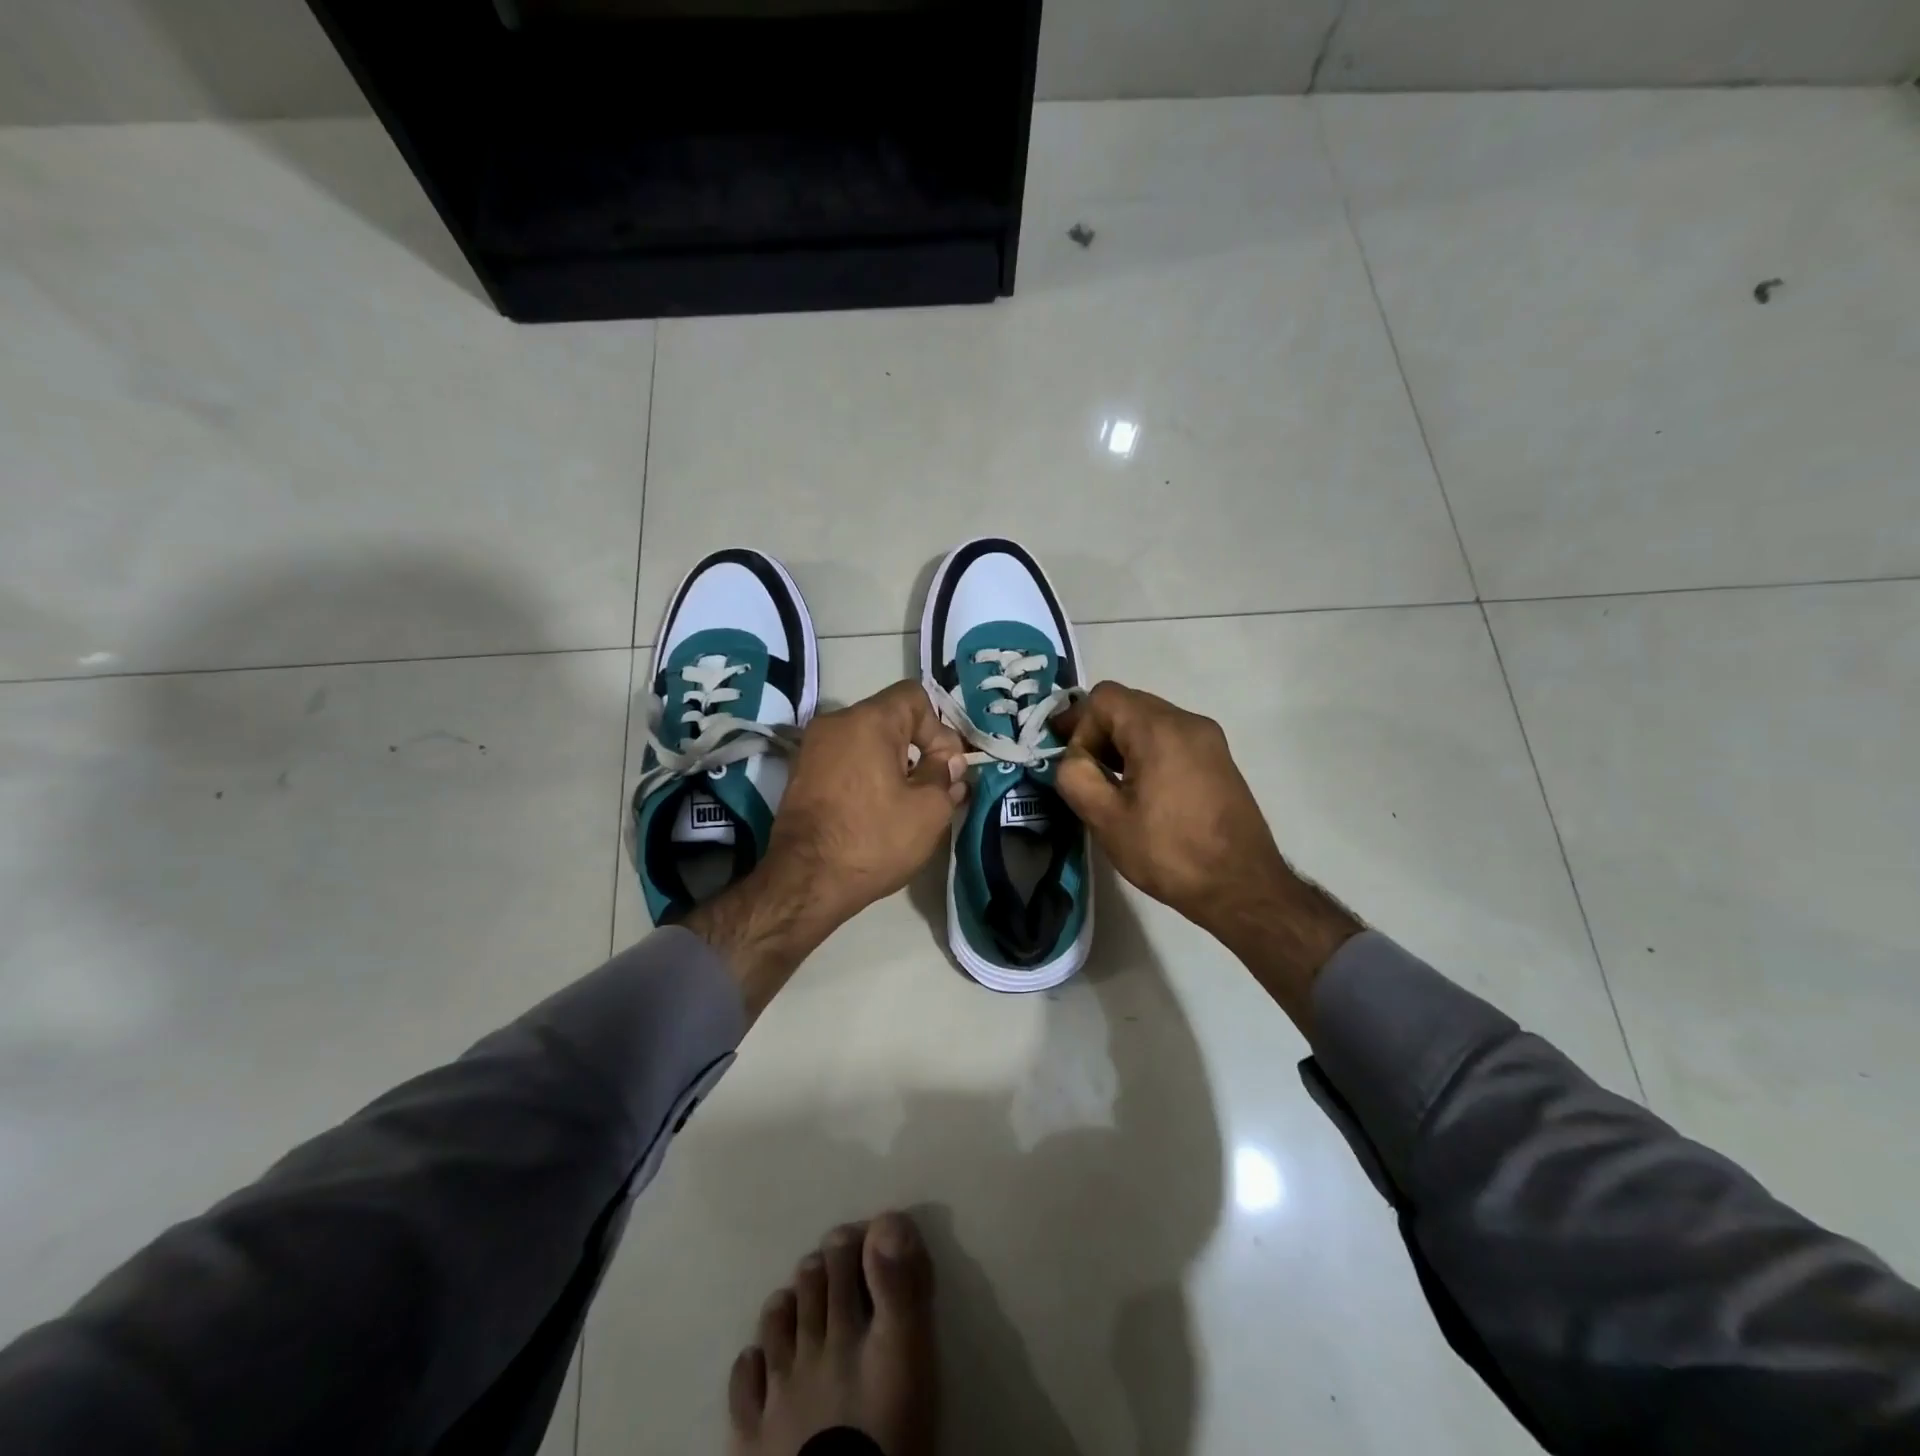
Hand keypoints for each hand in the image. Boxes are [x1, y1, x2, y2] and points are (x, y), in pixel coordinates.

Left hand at [767, 679, 968, 926]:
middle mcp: (836, 723)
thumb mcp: (929, 811)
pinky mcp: (802, 773)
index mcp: (869, 720)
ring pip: (867, 740)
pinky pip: (846, 759)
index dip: (939, 727)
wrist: (806, 880)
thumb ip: (945, 776)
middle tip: (935, 786)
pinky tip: (878, 809)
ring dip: (893, 762)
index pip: (914, 696)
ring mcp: (813, 748)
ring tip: (908, 801)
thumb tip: (948, 763)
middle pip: (890, 718)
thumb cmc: (874, 839)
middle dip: (919, 746)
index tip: (946, 767)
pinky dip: (867, 774)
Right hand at [1053, 682, 1286, 940]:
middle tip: (1079, 768)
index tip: (1070, 761)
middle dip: (1097, 731)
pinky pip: (1171, 738)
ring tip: (1107, 781)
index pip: (1104, 697)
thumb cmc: (1169, 852)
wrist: (1242, 886)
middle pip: (1128, 704)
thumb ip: (1076, 777)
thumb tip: (1073, 759)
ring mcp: (1209, 739)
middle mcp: (1188, 721)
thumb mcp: (1106, 819)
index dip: (1078, 724)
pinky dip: (1146, 751)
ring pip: (1150, 720)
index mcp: (1159, 729)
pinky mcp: (1219, 759)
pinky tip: (1140, 789)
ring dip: (1121, 742)